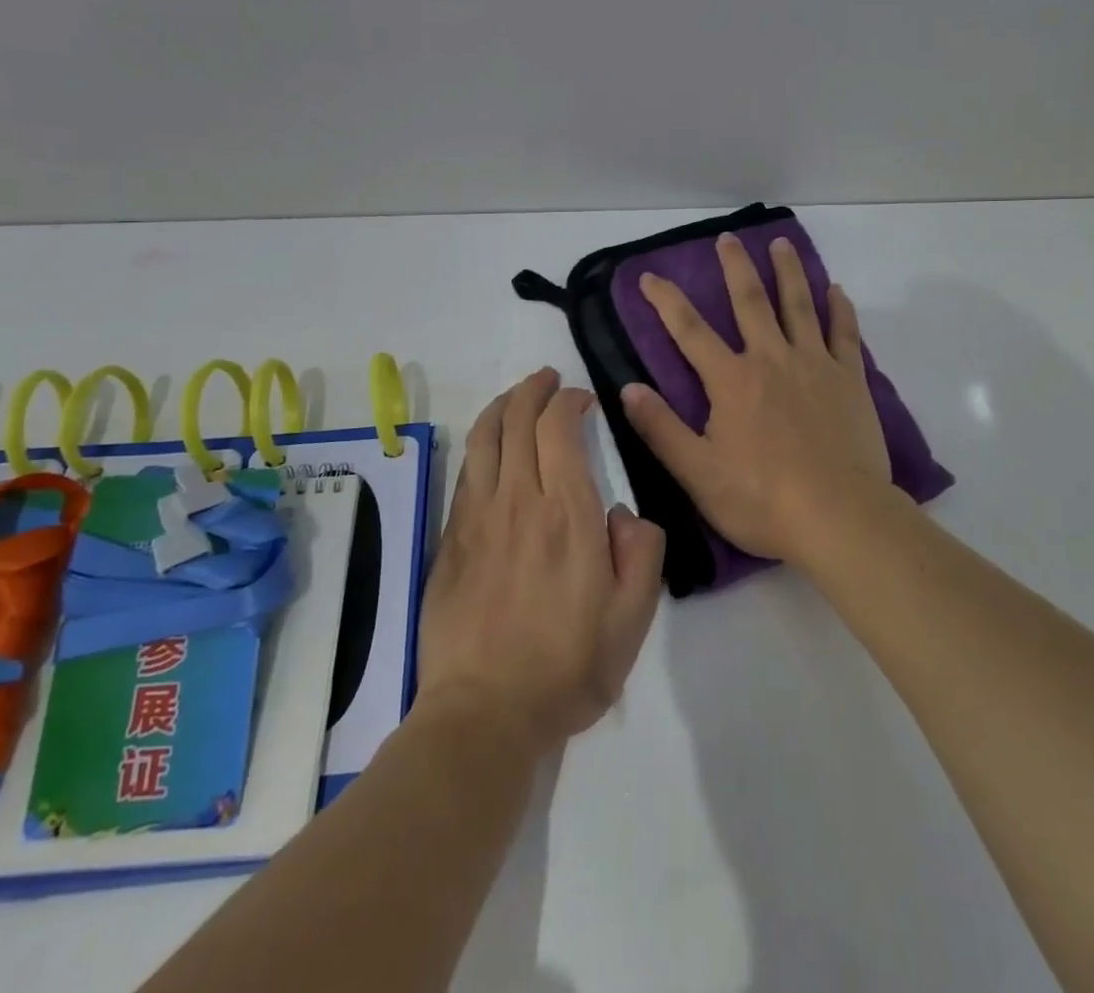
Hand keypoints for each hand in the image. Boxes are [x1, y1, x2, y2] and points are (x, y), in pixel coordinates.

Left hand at [416, 369, 665, 757]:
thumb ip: (642, 554)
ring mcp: (478, 518)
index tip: (583, 399)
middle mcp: (518, 501)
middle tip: (549, 379)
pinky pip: (465, 471)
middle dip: (534, 389)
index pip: (559, 429)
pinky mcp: (451, 539)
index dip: (569, 401)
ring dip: (502, 405)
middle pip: (517, 420)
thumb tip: (624, 515)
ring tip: (518, 394)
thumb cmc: (567, 667)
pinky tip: (489, 444)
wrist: (483, 713)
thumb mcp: (633, 619)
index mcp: (567, 514)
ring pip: (484, 437)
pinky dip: (479, 442)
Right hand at [619, 233, 894, 563]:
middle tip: (727, 239)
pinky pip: (844, 333)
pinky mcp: (849, 379)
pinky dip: (840, 309)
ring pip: (799, 305)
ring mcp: (814, 365)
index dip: (666, 301)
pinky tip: (837, 290)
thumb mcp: (697, 472)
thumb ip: (661, 428)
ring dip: (788, 271)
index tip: (649, 276)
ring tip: (781, 243)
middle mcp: (771, 359)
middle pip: (750, 302)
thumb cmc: (762, 499)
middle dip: (735, 267)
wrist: (838, 516)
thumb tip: (628, 389)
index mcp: (731, 381)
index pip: (690, 331)